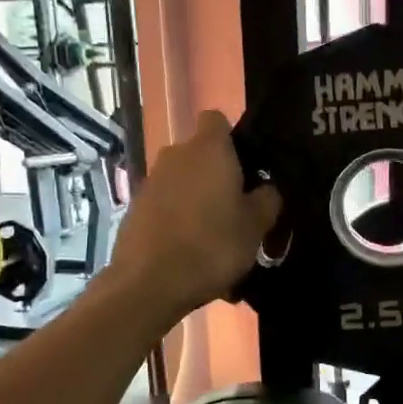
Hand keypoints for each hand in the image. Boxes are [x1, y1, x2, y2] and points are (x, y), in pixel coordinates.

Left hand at [109, 110, 281, 323]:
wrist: (149, 284)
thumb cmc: (212, 245)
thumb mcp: (256, 226)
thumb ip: (267, 199)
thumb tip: (266, 188)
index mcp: (208, 149)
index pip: (217, 119)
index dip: (233, 138)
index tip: (247, 166)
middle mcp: (175, 155)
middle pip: (200, 154)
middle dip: (217, 175)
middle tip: (238, 209)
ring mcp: (151, 182)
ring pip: (183, 183)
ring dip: (198, 202)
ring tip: (216, 240)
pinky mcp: (135, 209)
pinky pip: (167, 208)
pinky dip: (179, 222)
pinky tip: (192, 255)